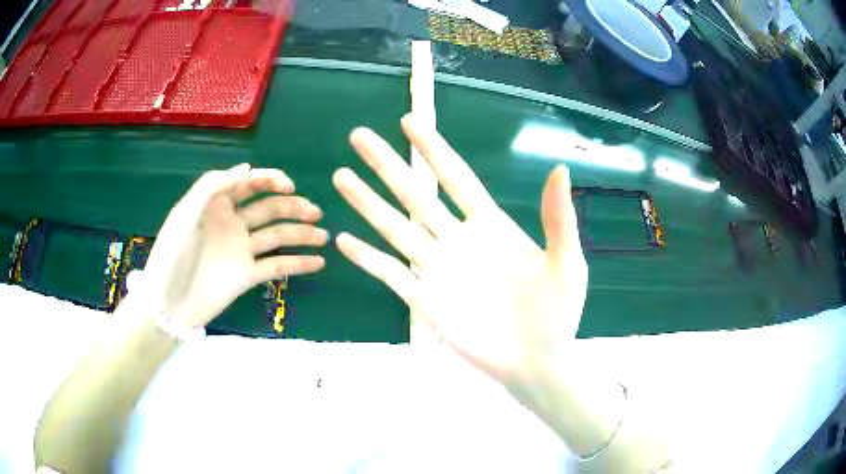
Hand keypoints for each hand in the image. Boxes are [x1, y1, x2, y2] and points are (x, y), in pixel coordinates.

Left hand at [137, 164, 327, 327]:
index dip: (270, 180)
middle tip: (315, 212)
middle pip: (269, 208)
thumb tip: (246, 167)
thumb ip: (213, 186)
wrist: (168, 305)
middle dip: (293, 206)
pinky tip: (319, 262)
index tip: (289, 185)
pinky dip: (298, 264)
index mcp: (216, 204)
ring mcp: (242, 250)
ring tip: (324, 236)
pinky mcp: (248, 276)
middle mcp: (233, 223)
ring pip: (277, 235)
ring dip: (301, 233)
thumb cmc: (172, 255)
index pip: (248, 184)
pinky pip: (276, 266)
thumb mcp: (185, 214)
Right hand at [334, 115, 587, 386]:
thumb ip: (558, 219)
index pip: (455, 177)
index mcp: (490, 226)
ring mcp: (437, 270)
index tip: (408, 120)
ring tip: (340, 176)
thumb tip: (559, 168)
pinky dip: (368, 258)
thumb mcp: (565, 263)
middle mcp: (457, 240)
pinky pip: (390, 274)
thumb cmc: (557, 313)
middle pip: (414, 194)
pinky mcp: (424, 301)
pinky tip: (344, 240)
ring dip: (367, 203)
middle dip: (386, 165)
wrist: (537, 361)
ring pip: (395, 228)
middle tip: (357, 136)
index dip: (432, 149)